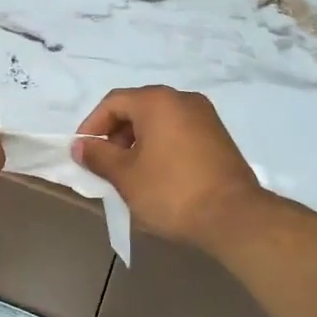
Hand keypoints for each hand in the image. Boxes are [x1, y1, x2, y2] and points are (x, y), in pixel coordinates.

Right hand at [76, 86, 262, 249]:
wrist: (235, 217)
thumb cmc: (171, 191)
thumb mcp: (126, 176)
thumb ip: (98, 156)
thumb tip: (81, 146)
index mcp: (157, 101)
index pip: (113, 103)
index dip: (92, 126)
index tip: (83, 153)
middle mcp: (182, 99)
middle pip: (137, 108)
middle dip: (115, 135)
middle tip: (104, 165)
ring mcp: (205, 116)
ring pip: (159, 121)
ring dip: (137, 142)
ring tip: (128, 173)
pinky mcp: (218, 137)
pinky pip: (178, 132)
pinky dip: (160, 146)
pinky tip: (156, 174)